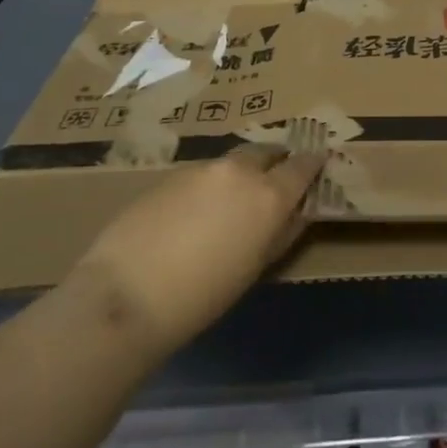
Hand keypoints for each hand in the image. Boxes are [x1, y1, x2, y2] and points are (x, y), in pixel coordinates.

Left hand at [63, 146, 325, 359]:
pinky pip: (203, 174)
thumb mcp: (256, 268)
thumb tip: (297, 212)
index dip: (313, 163)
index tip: (319, 162)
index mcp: (269, 194)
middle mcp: (240, 171)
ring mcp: (202, 168)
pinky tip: (195, 213)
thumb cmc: (203, 295)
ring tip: (231, 202)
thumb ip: (282, 233)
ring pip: (232, 162)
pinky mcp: (170, 175)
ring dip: (240, 174)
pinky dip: (210, 185)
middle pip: (267, 152)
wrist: (127, 294)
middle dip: (275, 161)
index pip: (303, 165)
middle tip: (275, 179)